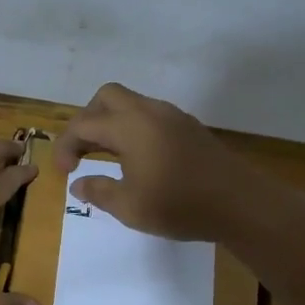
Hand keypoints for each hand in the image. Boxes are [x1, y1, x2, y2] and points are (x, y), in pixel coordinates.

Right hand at [53, 82, 268, 241]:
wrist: (240, 203)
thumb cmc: (179, 205)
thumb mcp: (129, 207)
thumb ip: (99, 191)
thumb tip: (78, 184)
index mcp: (129, 126)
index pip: (84, 124)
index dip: (65, 146)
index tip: (64, 173)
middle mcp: (149, 112)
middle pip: (106, 97)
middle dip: (87, 120)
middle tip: (82, 152)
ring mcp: (172, 116)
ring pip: (131, 103)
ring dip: (111, 123)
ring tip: (105, 156)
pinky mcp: (189, 127)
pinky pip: (150, 115)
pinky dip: (133, 128)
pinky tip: (136, 158)